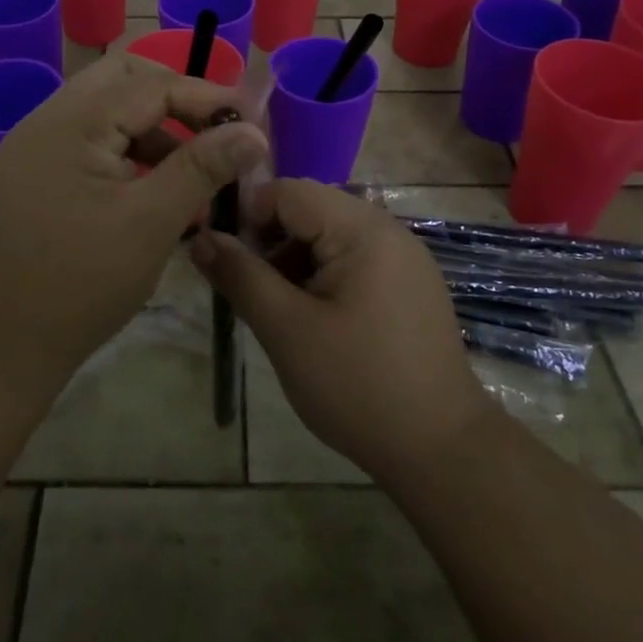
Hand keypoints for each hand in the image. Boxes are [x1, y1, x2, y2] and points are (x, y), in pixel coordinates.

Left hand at [0, 51, 267, 381]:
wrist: (0, 344)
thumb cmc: (81, 283)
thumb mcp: (151, 223)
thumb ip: (202, 168)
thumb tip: (253, 131)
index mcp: (72, 124)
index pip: (152, 84)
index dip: (208, 97)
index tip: (252, 122)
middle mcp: (46, 120)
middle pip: (123, 81)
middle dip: (175, 100)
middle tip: (216, 133)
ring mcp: (34, 146)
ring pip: (105, 110)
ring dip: (151, 128)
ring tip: (190, 171)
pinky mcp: (32, 174)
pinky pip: (87, 140)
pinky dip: (125, 150)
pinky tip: (151, 188)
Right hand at [190, 179, 493, 485]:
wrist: (441, 450)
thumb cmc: (358, 386)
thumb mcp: (287, 330)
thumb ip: (241, 277)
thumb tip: (200, 238)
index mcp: (363, 229)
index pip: (289, 191)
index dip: (249, 216)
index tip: (229, 261)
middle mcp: (388, 230)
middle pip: (311, 209)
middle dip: (271, 240)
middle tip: (252, 289)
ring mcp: (405, 257)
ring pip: (330, 234)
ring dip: (295, 259)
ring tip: (279, 309)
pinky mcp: (410, 285)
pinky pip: (354, 258)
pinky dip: (323, 274)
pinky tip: (314, 318)